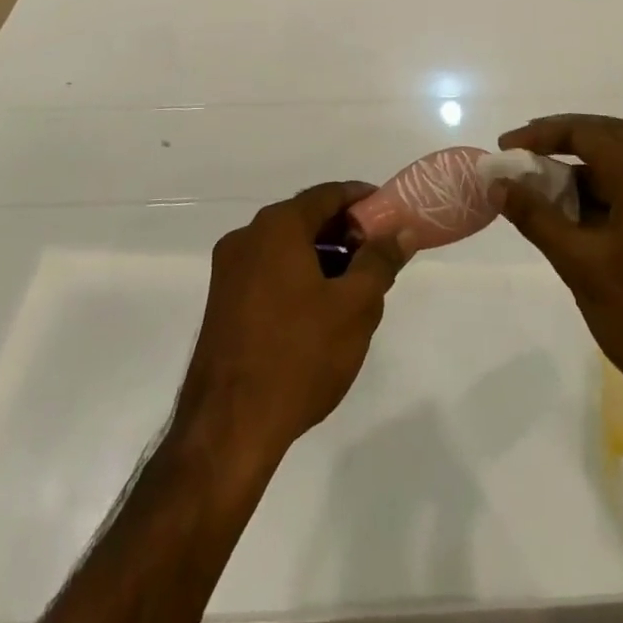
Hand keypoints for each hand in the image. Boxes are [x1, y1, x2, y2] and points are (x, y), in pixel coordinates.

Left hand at [177, 183, 411, 465]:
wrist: (228, 427)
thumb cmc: (299, 356)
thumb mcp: (355, 307)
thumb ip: (380, 260)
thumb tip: (401, 231)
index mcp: (277, 226)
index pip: (328, 194)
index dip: (363, 199)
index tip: (392, 213)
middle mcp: (247, 237)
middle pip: (306, 218)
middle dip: (345, 232)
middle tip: (380, 254)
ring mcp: (228, 270)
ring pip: (286, 248)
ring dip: (323, 257)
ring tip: (357, 286)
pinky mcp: (221, 302)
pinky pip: (269, 272)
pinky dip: (299, 277)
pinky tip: (322, 309)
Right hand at [498, 115, 622, 400]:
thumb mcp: (580, 266)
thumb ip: (537, 218)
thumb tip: (499, 184)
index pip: (586, 132)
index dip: (541, 135)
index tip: (505, 149)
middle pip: (610, 136)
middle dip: (564, 138)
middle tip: (525, 152)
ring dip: (584, 166)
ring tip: (544, 185)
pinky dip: (605, 189)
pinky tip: (579, 217)